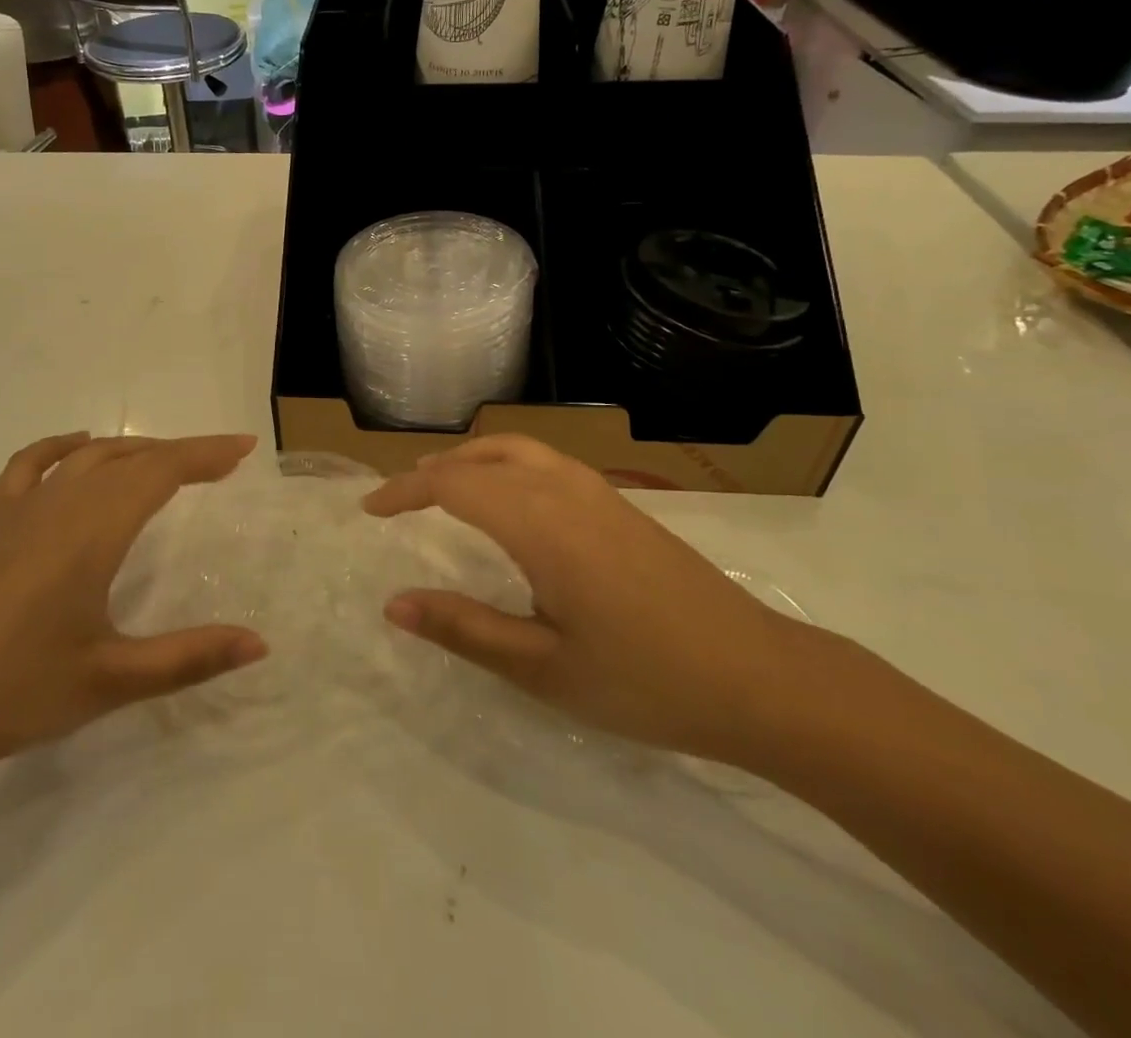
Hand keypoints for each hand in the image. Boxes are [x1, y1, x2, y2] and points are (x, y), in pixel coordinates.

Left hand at [0, 433, 267, 789]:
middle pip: (131, 457)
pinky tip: (78, 452)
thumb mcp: (107, 681)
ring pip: (88, 458)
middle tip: (222, 463)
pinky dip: (64, 449)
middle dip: (181, 453)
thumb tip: (259, 644)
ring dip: (135, 451)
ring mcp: (17, 511)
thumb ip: (187, 658)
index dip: (206, 454)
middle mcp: (59, 505)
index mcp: (91, 531)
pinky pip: (32, 466)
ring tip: (167, 463)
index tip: (245, 447)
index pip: (161, 471)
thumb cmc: (5, 692)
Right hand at [364, 435, 814, 760]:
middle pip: (484, 455)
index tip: (370, 510)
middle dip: (434, 469)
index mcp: (540, 524)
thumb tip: (394, 604)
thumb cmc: (645, 680)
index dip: (405, 491)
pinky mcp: (622, 505)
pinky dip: (507, 465)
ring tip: (443, 485)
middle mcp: (565, 491)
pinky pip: (547, 463)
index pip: (453, 484)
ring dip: (472, 459)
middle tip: (398, 498)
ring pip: (519, 450)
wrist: (760, 678)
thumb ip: (465, 630)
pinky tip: (510, 503)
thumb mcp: (543, 668)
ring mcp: (599, 493)